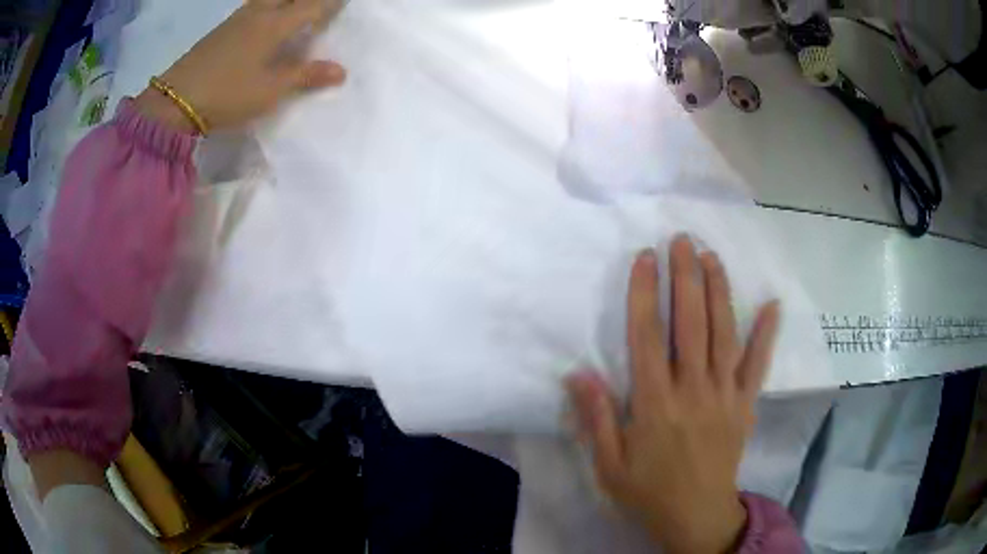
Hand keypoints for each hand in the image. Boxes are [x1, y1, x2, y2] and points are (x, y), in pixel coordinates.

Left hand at [135, 0, 346, 132]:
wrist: (174, 101)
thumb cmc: (227, 93)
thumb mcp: (269, 90)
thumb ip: (304, 76)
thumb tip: (341, 70)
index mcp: (275, 24)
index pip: (313, 4)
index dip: (331, 3)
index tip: (343, 4)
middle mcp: (258, 13)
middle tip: (317, 7)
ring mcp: (237, 19)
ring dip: (285, 1)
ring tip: (294, 10)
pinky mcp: (221, 30)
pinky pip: (254, 6)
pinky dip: (269, 6)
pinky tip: (266, 20)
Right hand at [567, 235, 780, 553]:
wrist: (697, 516)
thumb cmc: (648, 491)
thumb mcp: (609, 465)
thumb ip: (596, 418)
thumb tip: (577, 373)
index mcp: (655, 405)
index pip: (648, 338)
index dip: (646, 295)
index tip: (646, 258)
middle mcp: (693, 391)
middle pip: (691, 325)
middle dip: (686, 278)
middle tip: (682, 240)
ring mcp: (725, 395)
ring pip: (724, 335)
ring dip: (719, 293)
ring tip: (711, 257)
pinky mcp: (745, 405)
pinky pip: (758, 365)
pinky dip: (766, 335)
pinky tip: (773, 305)